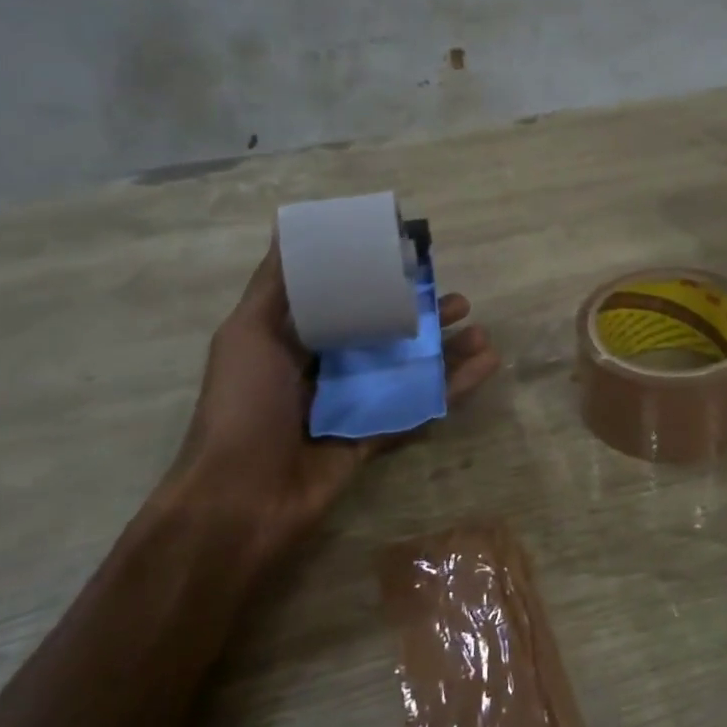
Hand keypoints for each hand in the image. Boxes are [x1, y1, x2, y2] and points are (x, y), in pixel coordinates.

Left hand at [161, 233, 500, 564]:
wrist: (240, 499)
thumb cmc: (243, 406)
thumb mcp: (248, 333)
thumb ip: (275, 286)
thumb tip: (286, 226)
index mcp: (297, 340)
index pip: (347, 301)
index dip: (381, 281)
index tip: (415, 262)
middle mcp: (329, 367)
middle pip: (387, 333)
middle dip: (424, 316)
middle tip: (459, 302)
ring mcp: (356, 402)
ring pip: (410, 368)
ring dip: (447, 350)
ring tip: (482, 333)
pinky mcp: (377, 434)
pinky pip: (420, 405)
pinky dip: (454, 386)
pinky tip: (486, 365)